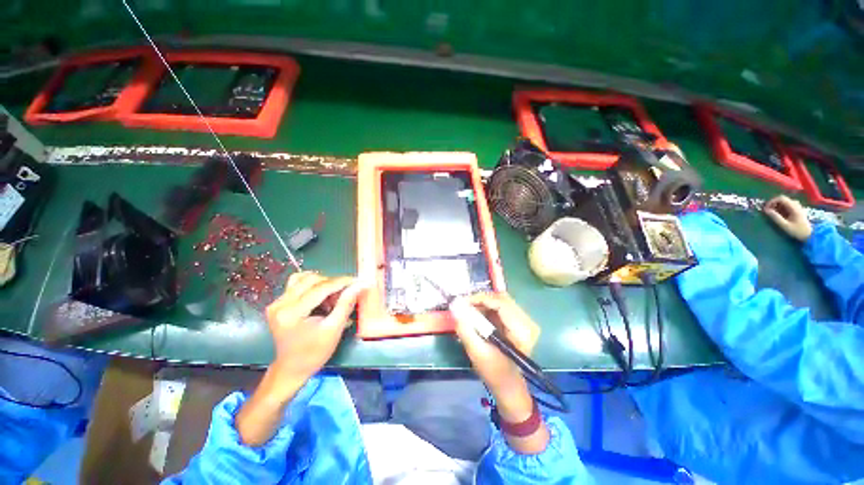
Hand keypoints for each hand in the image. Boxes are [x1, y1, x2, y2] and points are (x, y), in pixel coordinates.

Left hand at [264, 272, 364, 381]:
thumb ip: (346, 304)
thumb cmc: (314, 353)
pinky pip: (296, 284)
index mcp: (292, 313)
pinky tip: (319, 295)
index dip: (342, 282)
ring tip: (331, 297)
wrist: (292, 368)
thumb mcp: (334, 329)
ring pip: (304, 279)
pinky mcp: (277, 303)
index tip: (357, 280)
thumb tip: (359, 285)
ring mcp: (277, 302)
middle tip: (345, 294)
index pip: (321, 288)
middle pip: (312, 280)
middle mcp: (280, 304)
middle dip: (332, 284)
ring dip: (322, 284)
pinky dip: (311, 285)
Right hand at [453, 292, 548, 453]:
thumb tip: (455, 307)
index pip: (501, 303)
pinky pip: (502, 306)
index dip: (480, 298)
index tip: (462, 301)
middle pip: (501, 298)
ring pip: (501, 300)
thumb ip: (465, 328)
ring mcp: (525, 321)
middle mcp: (527, 322)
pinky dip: (488, 307)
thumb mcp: (476, 352)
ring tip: (469, 310)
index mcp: (521, 331)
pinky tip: (478, 315)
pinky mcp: (520, 321)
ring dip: (483, 303)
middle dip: (480, 299)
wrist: (508, 384)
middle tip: (464, 305)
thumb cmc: (493, 372)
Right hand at [764, 195, 812, 241]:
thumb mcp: (785, 225)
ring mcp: (798, 207)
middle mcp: (796, 204)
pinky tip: (780, 214)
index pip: (781, 198)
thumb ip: (776, 217)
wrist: (810, 235)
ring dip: (777, 206)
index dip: (771, 201)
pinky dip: (781, 208)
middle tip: (768, 211)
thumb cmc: (797, 231)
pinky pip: (788, 205)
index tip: (765, 208)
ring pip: (785, 202)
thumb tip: (766, 210)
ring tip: (773, 213)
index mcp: (794, 207)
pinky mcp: (798, 210)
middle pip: (782, 199)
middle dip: (774, 204)